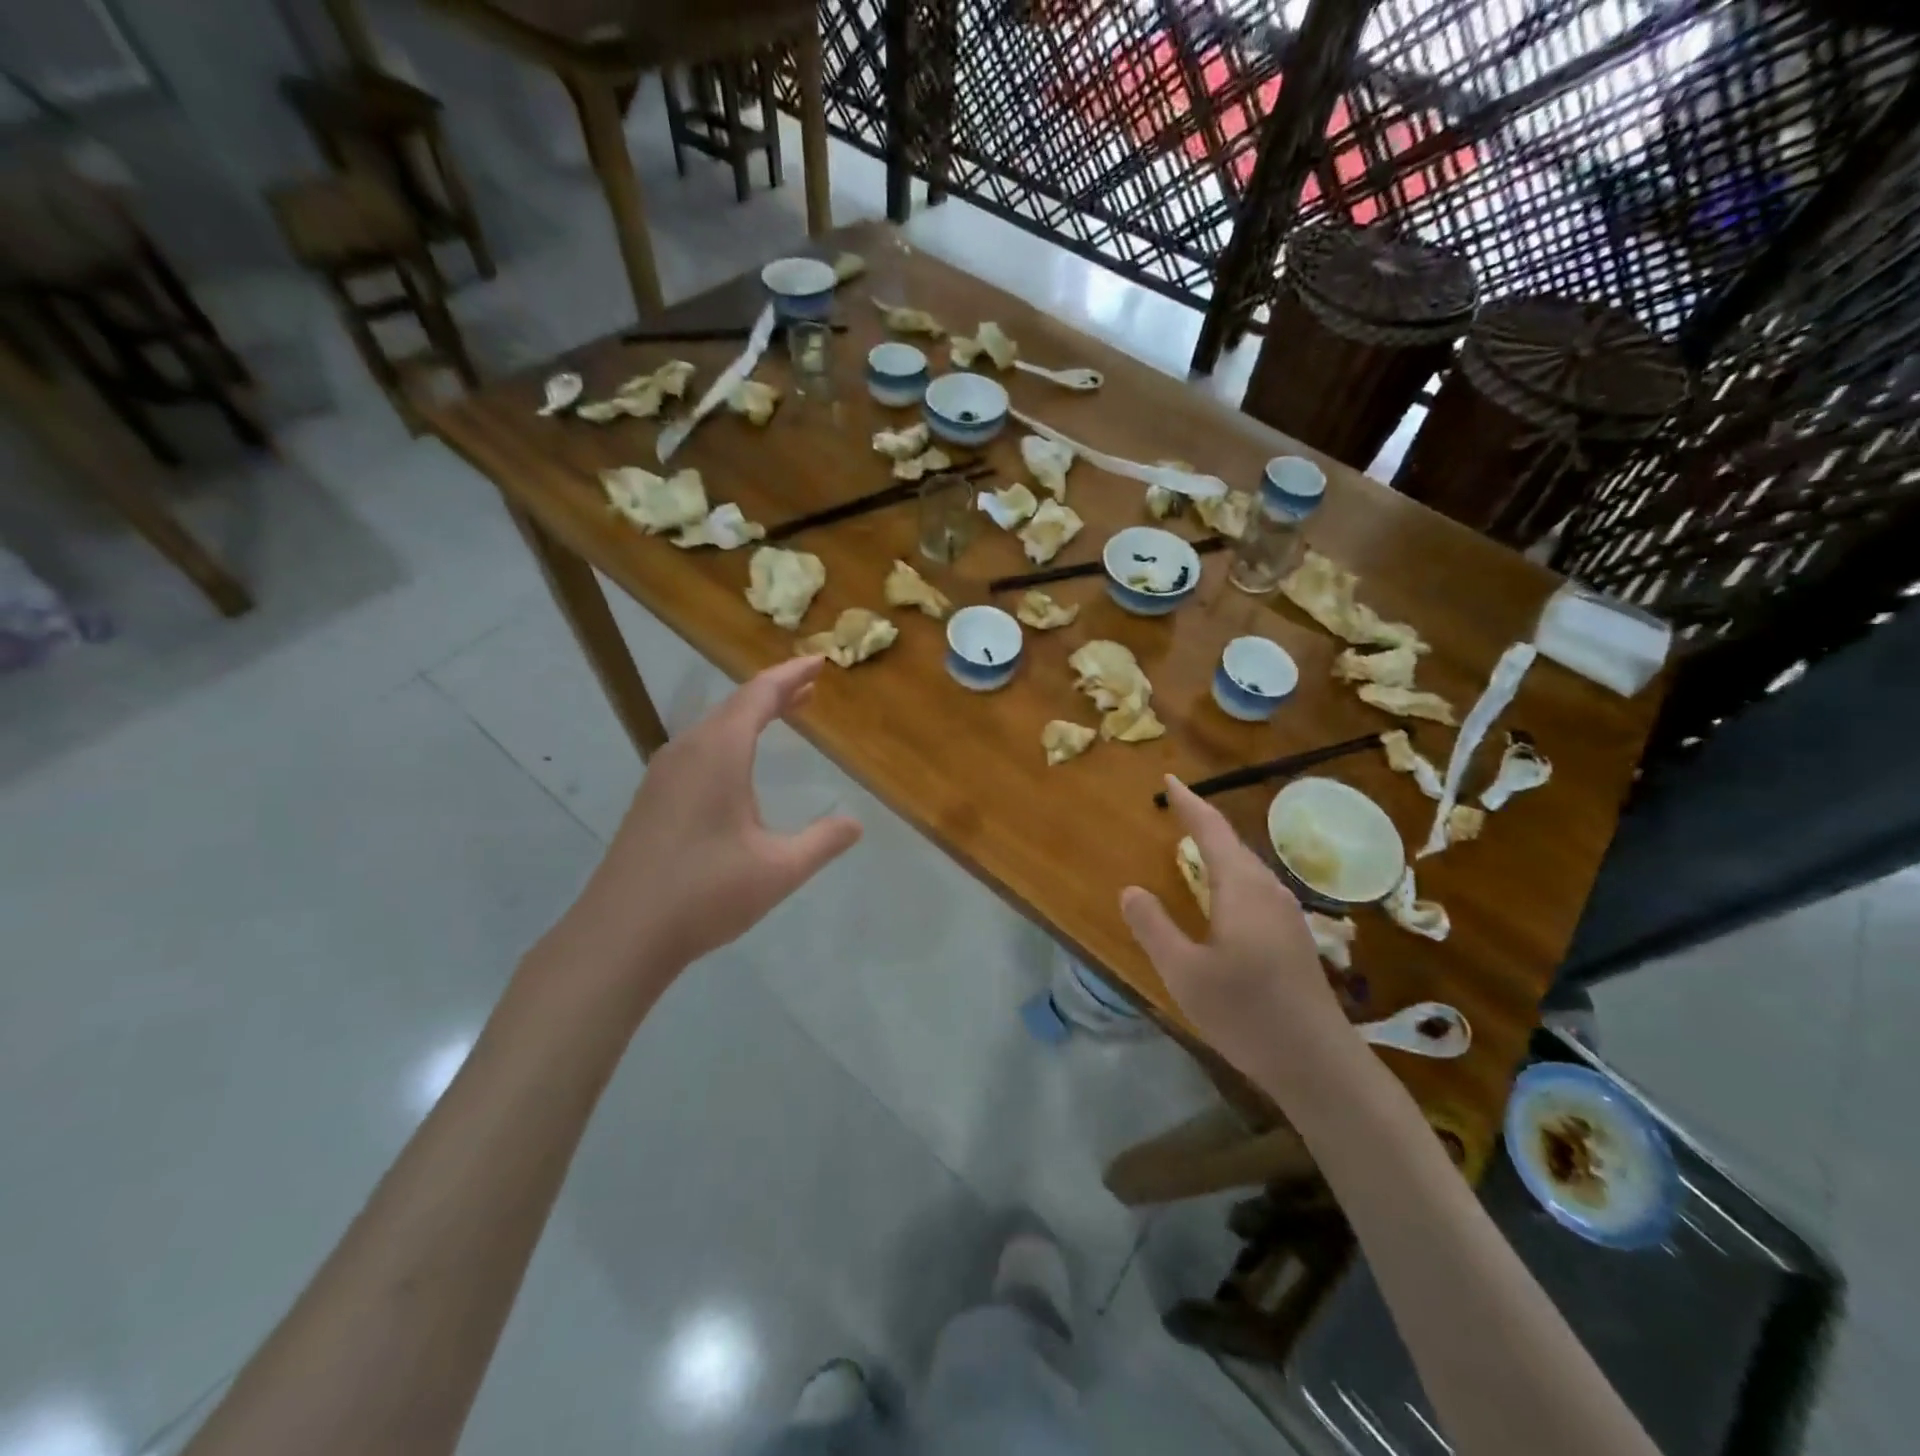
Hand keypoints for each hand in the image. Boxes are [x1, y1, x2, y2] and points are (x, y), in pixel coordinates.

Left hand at [563, 657, 862, 981]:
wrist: (620, 934)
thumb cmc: (705, 894)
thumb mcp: (779, 869)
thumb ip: (823, 842)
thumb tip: (855, 824)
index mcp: (718, 753)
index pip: (759, 695)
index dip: (791, 675)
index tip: (819, 661)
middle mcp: (687, 751)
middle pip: (735, 705)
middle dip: (775, 692)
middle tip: (810, 687)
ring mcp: (663, 774)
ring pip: (713, 726)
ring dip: (750, 715)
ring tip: (784, 714)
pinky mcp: (652, 797)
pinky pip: (698, 748)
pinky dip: (729, 738)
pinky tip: (738, 763)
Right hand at [1119, 776, 1345, 1077]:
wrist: (1318, 1063)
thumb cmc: (1246, 1013)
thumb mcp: (1184, 972)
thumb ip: (1153, 927)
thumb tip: (1131, 890)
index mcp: (1242, 889)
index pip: (1212, 831)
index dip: (1189, 804)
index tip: (1170, 780)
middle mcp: (1269, 891)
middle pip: (1233, 844)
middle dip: (1203, 823)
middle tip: (1176, 809)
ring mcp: (1286, 914)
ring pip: (1248, 866)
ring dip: (1219, 848)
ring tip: (1194, 843)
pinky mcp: (1293, 936)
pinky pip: (1256, 886)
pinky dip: (1231, 873)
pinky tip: (1223, 894)